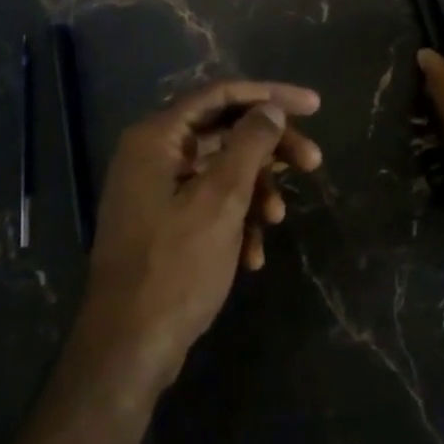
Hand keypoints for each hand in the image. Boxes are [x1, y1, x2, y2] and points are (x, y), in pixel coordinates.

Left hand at [78, 80, 321, 392]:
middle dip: (269, 149)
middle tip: (314, 163)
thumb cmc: (175, 267)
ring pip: (219, 170)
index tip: (314, 106)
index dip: (270, 95)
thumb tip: (270, 109)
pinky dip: (235, 218)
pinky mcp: (162, 221)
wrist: (128, 348)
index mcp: (157, 137)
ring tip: (277, 220)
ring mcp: (155, 189)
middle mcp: (152, 154)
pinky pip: (208, 202)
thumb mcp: (221, 201)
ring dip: (255, 189)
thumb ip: (248, 145)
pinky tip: (253, 252)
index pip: (220, 95)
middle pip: (223, 131)